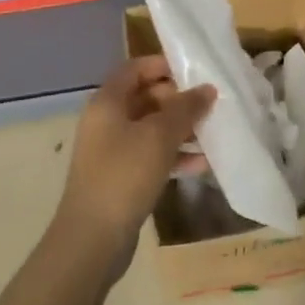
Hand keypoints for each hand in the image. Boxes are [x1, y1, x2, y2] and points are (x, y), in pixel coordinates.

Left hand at [55, 56, 213, 260]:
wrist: (92, 240)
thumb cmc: (124, 175)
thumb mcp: (159, 136)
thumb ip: (185, 108)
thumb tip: (207, 88)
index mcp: (107, 102)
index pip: (135, 68)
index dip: (163, 65)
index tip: (195, 72)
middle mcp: (105, 121)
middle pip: (145, 97)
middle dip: (177, 100)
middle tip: (209, 105)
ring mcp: (111, 151)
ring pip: (150, 129)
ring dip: (179, 129)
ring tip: (211, 133)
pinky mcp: (120, 178)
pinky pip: (150, 156)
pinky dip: (173, 156)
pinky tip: (201, 164)